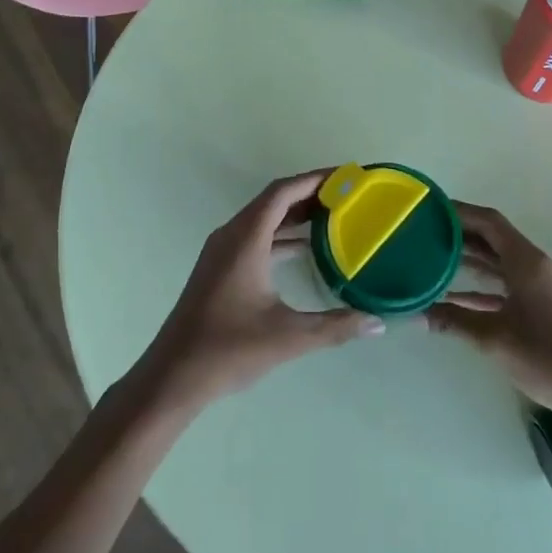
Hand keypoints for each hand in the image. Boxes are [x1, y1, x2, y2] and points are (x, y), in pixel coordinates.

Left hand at [134, 171, 385, 413]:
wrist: (173, 375)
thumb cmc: (229, 349)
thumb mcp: (288, 337)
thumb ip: (336, 327)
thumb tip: (378, 324)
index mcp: (245, 240)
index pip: (282, 192)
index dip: (315, 179)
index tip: (346, 176)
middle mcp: (231, 236)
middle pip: (274, 200)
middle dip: (310, 194)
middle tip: (348, 195)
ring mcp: (222, 252)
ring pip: (263, 219)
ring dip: (295, 214)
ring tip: (334, 216)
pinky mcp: (219, 268)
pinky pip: (255, 237)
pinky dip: (281, 235)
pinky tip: (305, 249)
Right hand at [428, 203, 551, 421]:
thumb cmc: (546, 356)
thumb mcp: (493, 338)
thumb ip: (453, 321)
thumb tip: (416, 314)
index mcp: (526, 261)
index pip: (489, 222)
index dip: (460, 212)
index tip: (432, 210)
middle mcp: (535, 266)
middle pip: (494, 239)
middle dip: (461, 235)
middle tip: (426, 233)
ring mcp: (541, 287)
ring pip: (500, 263)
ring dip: (470, 260)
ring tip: (435, 259)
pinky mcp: (543, 308)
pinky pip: (507, 286)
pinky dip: (482, 288)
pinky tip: (455, 299)